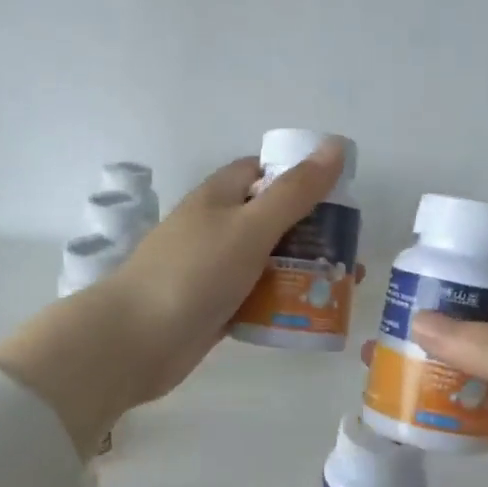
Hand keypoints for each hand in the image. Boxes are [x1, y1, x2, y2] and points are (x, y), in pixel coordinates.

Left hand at [101, 141, 355, 403]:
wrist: (137, 340)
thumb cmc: (194, 273)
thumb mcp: (250, 226)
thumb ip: (295, 192)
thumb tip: (334, 146)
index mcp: (219, 197)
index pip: (263, 172)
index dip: (300, 177)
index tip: (338, 196)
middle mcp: (216, 228)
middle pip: (272, 220)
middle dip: (311, 234)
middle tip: (350, 252)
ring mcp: (213, 270)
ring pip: (267, 263)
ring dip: (301, 272)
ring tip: (341, 288)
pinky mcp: (214, 307)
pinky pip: (256, 298)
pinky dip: (281, 303)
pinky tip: (310, 314)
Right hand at [405, 276, 487, 486]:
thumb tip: (421, 323)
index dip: (452, 284)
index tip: (400, 291)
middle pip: (482, 336)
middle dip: (434, 339)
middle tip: (376, 346)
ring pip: (483, 383)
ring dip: (442, 384)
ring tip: (385, 383)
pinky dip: (462, 425)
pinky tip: (421, 428)